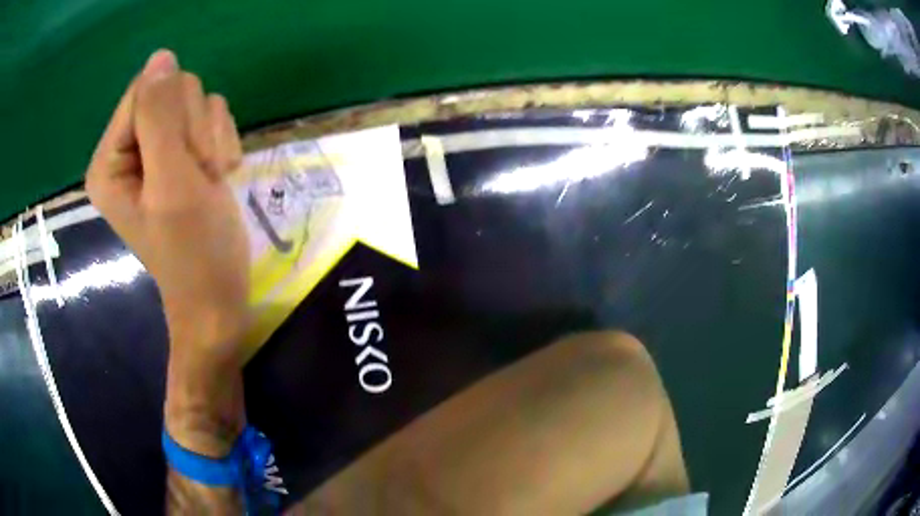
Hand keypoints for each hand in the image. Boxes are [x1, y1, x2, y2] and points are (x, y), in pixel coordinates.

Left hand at [86, 49, 248, 455]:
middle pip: (171, 93)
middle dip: (194, 133)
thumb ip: (160, 116)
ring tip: (207, 183)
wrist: (219, 294)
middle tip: (197, 176)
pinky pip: (210, 117)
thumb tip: (161, 56)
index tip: (186, 162)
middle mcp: (128, 148)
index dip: (175, 119)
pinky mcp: (181, 152)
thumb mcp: (172, 182)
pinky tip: (216, 179)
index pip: (145, 92)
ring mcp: (156, 149)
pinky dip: (221, 146)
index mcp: (109, 158)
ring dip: (211, 141)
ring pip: (196, 102)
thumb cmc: (192, 249)